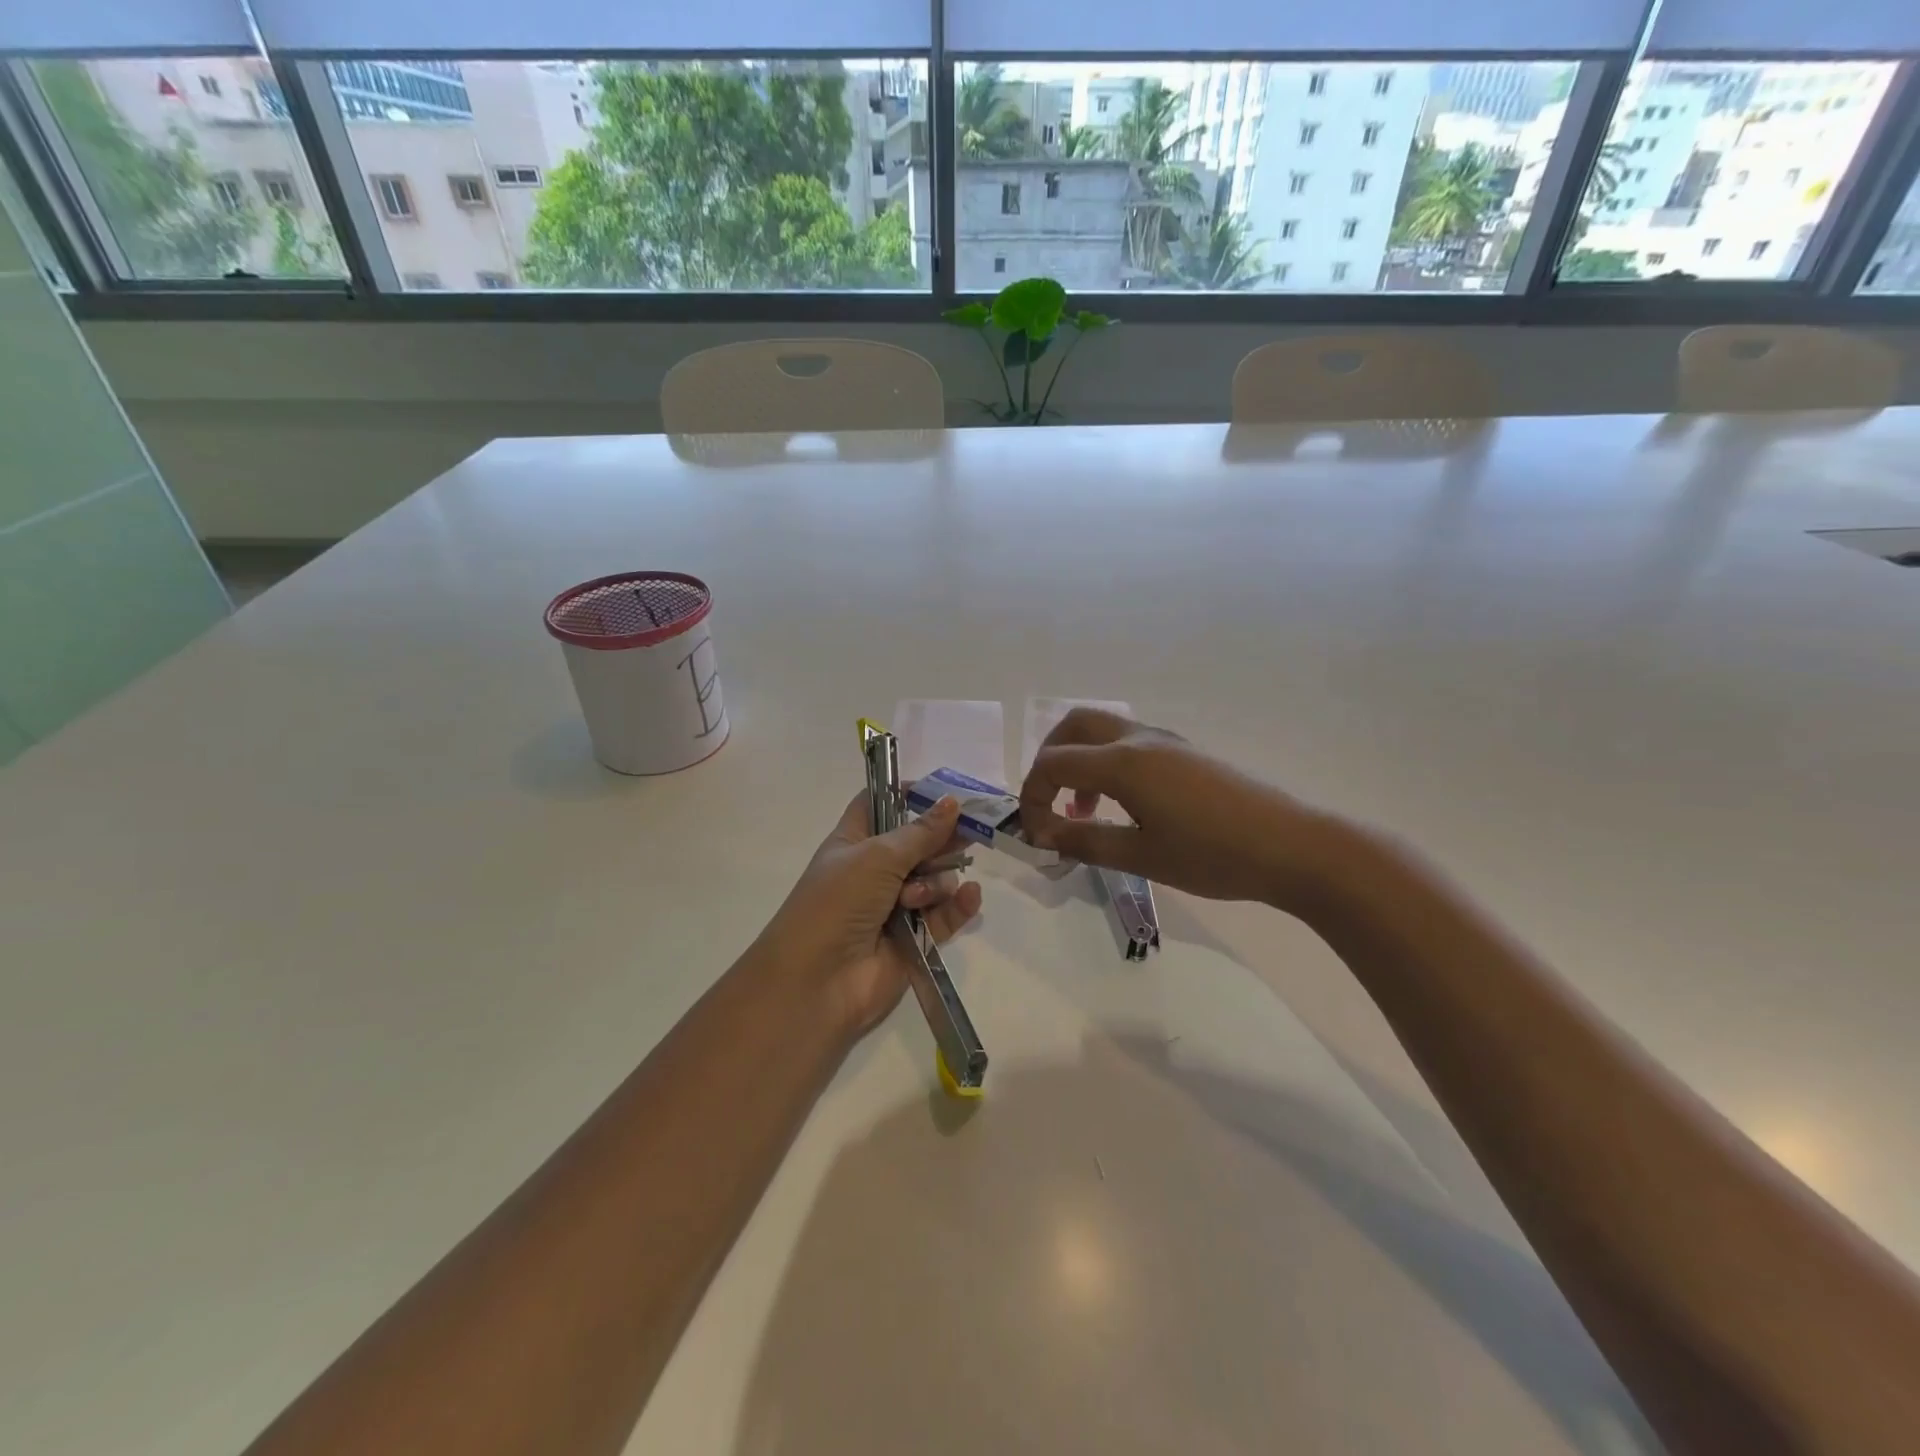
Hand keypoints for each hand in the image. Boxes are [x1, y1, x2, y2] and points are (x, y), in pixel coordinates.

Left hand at [759, 792, 984, 1038]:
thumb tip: (952, 802)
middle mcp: (875, 871)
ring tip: (916, 899)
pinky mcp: (916, 938)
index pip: (881, 804)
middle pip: (919, 842)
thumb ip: (920, 832)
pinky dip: (959, 905)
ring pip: (936, 878)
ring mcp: (896, 905)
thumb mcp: (876, 857)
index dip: (908, 794)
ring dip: (936, 882)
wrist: (817, 981)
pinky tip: (970, 897)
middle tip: (969, 833)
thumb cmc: (837, 903)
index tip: (944, 792)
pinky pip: (946, 914)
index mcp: (854, 842)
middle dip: (942, 838)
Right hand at [1018, 708, 1337, 907]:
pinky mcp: (1185, 751)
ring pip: (1102, 730)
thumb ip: (1085, 842)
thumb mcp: (1141, 856)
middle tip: (1049, 803)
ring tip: (1085, 812)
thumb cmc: (1212, 855)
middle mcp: (1139, 739)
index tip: (1038, 836)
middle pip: (1073, 726)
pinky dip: (1106, 763)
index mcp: (1123, 762)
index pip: (1053, 763)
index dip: (1033, 797)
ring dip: (1079, 761)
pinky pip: (1128, 742)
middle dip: (1048, 760)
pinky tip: (1123, 805)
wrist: (1291, 846)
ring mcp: (1165, 741)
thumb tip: (1043, 837)